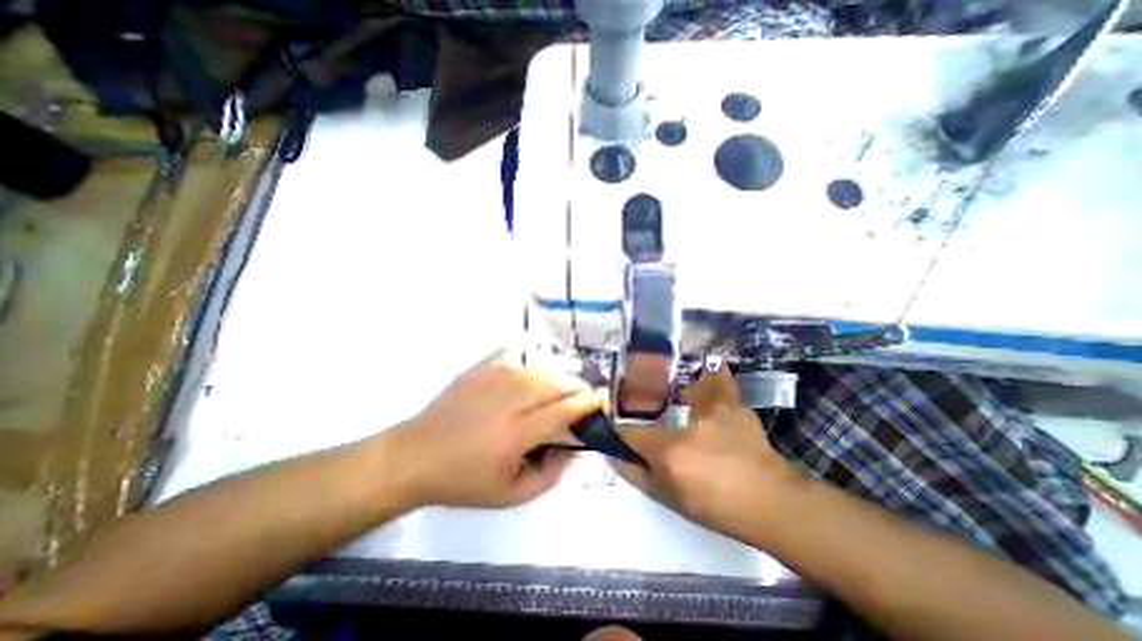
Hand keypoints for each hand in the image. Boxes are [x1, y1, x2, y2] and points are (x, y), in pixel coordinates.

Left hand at [386, 348, 601, 508]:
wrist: (415, 456)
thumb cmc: (464, 480)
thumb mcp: (511, 496)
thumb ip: (551, 475)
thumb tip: (573, 447)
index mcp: (517, 434)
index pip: (564, 410)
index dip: (587, 403)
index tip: (600, 401)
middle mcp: (510, 399)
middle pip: (557, 383)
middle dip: (578, 386)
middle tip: (584, 396)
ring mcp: (495, 378)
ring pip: (541, 367)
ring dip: (560, 374)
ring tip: (564, 384)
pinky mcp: (482, 368)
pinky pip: (515, 350)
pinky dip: (532, 353)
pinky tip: (537, 362)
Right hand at [617, 363, 795, 538]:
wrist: (770, 503)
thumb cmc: (714, 505)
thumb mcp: (667, 497)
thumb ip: (635, 474)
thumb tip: (612, 454)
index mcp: (668, 450)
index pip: (628, 430)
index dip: (615, 425)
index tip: (611, 420)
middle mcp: (686, 424)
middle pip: (650, 401)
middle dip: (638, 399)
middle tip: (634, 401)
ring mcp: (712, 410)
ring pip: (681, 382)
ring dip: (671, 385)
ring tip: (668, 385)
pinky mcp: (733, 404)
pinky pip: (718, 378)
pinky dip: (710, 374)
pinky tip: (707, 370)